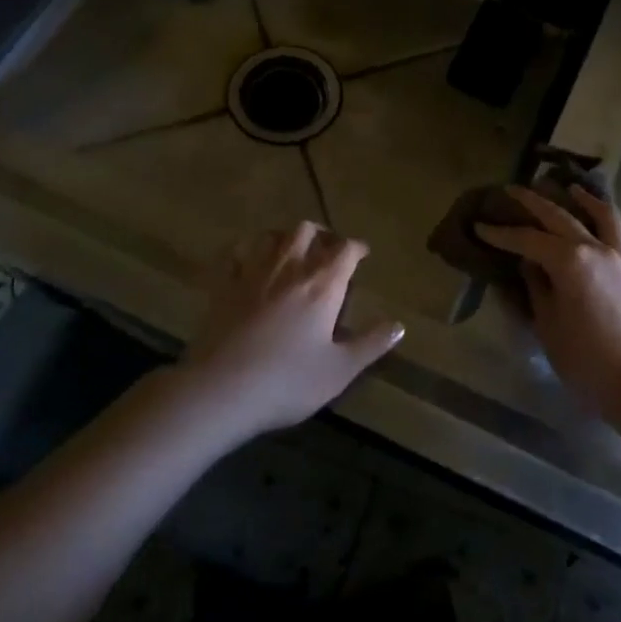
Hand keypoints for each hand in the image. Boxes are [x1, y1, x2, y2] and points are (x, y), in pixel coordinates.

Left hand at [177, 222, 403, 440]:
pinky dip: (245, 251)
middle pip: (306, 231)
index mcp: (322, 286)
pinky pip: (234, 255)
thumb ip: (371, 344)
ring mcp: (252, 274)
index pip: (345, 250)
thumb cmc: (288, 382)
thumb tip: (399, 325)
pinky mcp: (223, 286)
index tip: (362, 254)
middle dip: (321, 235)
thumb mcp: (340, 370)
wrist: (221, 390)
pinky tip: (248, 262)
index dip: (357, 248)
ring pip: (271, 236)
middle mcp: (289, 269)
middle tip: (328, 250)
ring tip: (292, 251)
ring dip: (285, 237)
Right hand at [476, 186, 620, 413]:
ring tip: (570, 187)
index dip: (501, 233)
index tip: (481, 225)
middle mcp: (598, 250)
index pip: (527, 240)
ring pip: (604, 216)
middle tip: (513, 190)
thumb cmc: (588, 363)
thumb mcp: (548, 328)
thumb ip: (538, 290)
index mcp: (570, 262)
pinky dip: (604, 226)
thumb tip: (530, 267)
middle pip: (561, 216)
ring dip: (583, 199)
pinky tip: (596, 234)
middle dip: (534, 201)